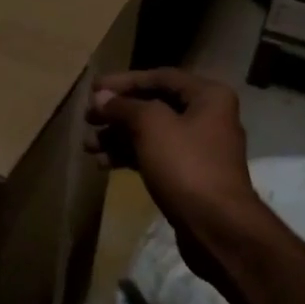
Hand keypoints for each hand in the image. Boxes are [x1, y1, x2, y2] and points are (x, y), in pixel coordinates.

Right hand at [83, 69, 261, 242]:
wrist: (216, 226)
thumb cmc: (186, 165)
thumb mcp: (151, 126)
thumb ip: (124, 106)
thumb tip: (101, 97)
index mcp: (208, 96)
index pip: (160, 77)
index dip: (124, 81)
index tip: (93, 89)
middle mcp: (207, 116)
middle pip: (154, 105)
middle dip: (117, 113)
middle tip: (88, 119)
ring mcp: (199, 148)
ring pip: (151, 133)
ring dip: (118, 137)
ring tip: (88, 147)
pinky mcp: (189, 175)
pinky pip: (155, 156)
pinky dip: (130, 156)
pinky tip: (103, 164)